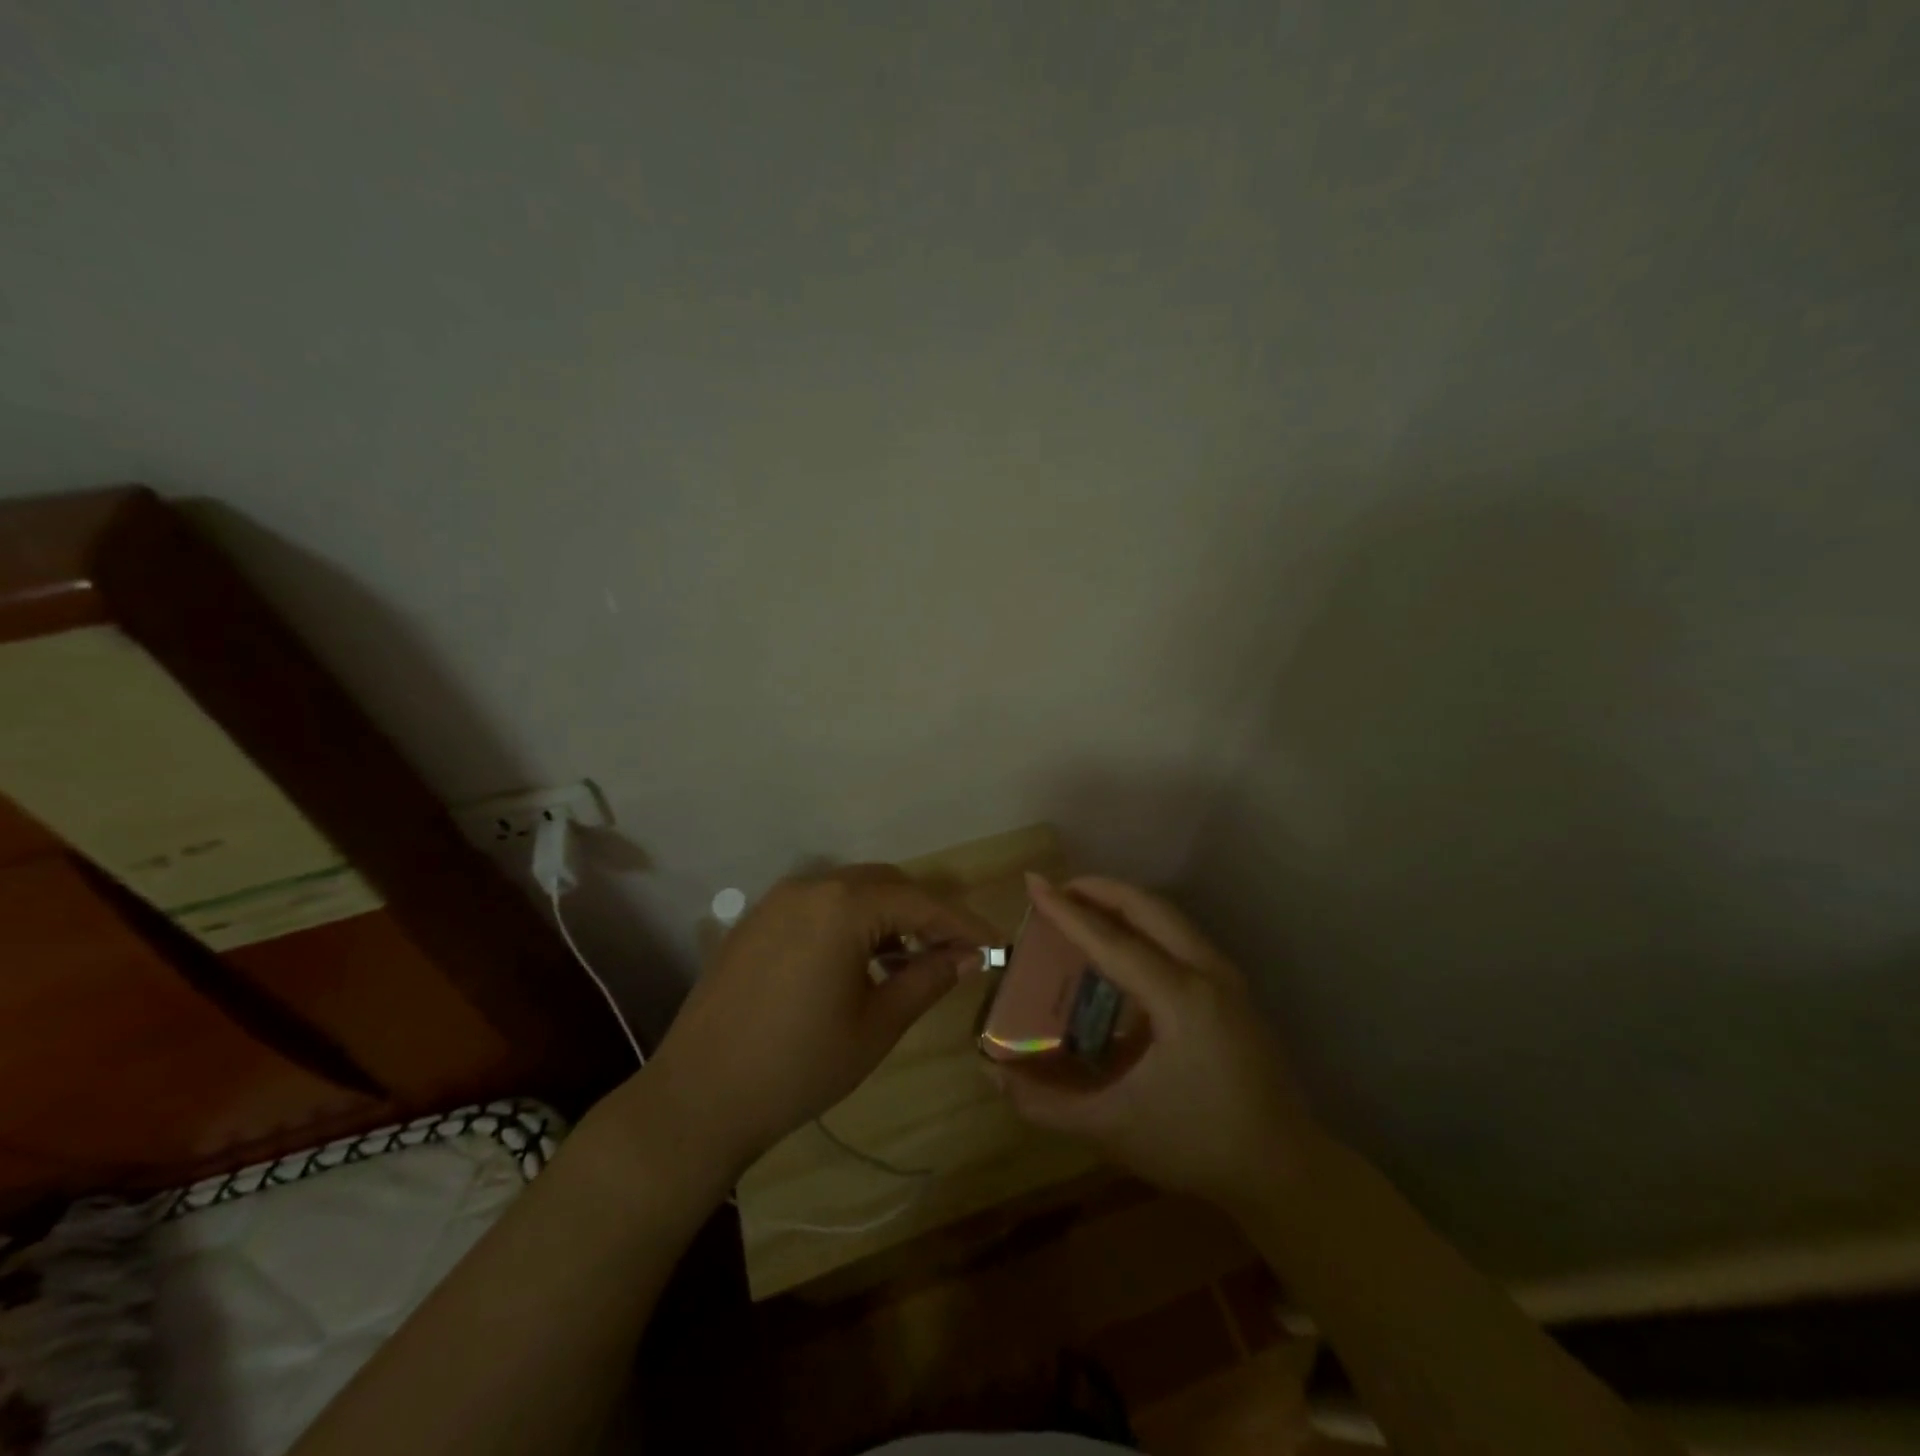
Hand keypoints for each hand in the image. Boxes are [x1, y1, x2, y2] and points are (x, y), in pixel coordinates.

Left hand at [644, 866, 998, 1179]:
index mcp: (843, 905)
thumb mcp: (877, 1025)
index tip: (994, 944)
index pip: (920, 902)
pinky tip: (859, 962)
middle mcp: (810, 886)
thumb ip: (928, 979)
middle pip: (885, 884)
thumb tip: (968, 956)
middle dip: (925, 913)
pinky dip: (850, 923)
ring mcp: (777, 901)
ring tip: (910, 960)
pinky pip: (818, 906)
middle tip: (954, 952)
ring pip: (850, 892)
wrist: (698, 1097)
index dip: (962, 922)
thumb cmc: (799, 1065)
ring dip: (887, 917)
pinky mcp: (755, 922)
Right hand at [993, 875, 1321, 1208]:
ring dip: (1125, 904)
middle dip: (1100, 889)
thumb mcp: (1114, 1129)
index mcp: (1181, 998)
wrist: (1284, 1170)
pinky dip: (1146, 925)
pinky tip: (1123, 948)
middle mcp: (1207, 973)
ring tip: (1084, 907)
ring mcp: (1227, 978)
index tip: (1033, 882)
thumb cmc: (1197, 1145)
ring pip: (1170, 917)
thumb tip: (994, 1078)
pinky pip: (1182, 937)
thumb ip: (1048, 1104)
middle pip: (1149, 908)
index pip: (1113, 941)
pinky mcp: (1233, 990)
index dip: (1067, 912)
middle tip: (1059, 889)